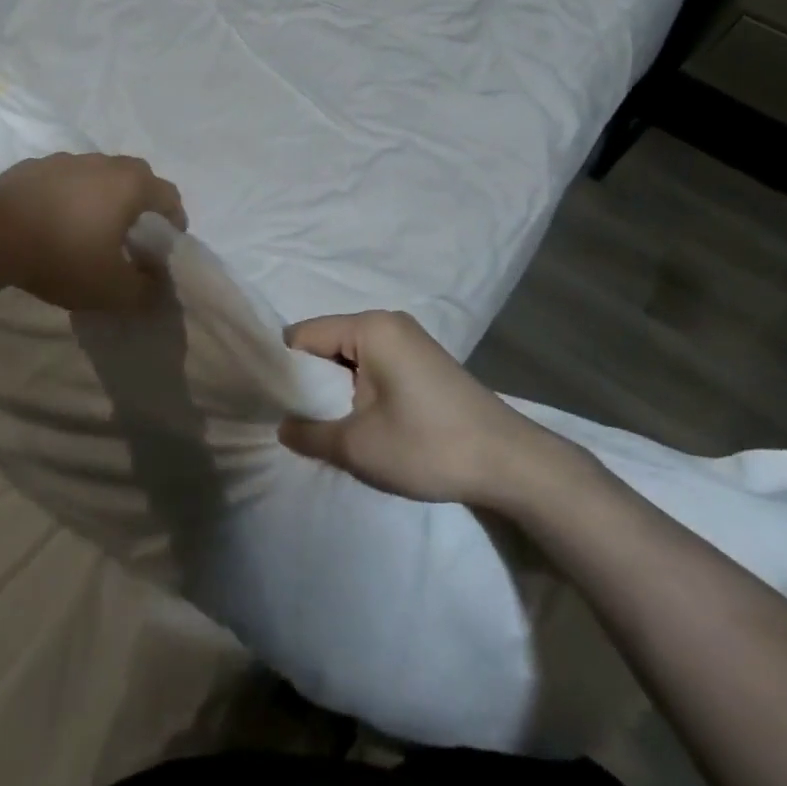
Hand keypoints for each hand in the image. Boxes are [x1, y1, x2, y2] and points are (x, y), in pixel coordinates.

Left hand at [0, 152, 186, 311]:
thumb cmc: (63, 256)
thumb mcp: (110, 290)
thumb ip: (143, 291)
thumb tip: (156, 286)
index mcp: (129, 185)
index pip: (168, 194)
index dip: (175, 217)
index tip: (170, 240)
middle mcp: (102, 163)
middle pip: (135, 175)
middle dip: (141, 200)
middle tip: (134, 230)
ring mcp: (64, 160)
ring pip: (96, 173)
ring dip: (102, 194)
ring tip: (90, 224)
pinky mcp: (31, 166)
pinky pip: (62, 179)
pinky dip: (67, 195)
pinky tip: (53, 219)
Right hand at [280, 311, 583, 505]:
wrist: (511, 464)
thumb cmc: (428, 446)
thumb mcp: (357, 447)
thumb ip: (308, 434)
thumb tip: (283, 426)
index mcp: (369, 327)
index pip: (303, 336)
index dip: (285, 370)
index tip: (275, 406)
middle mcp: (388, 322)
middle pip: (326, 343)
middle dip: (312, 382)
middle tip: (303, 422)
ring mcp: (409, 340)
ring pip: (350, 357)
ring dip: (337, 390)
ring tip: (333, 427)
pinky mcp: (424, 361)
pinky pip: (374, 365)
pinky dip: (361, 390)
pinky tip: (366, 423)